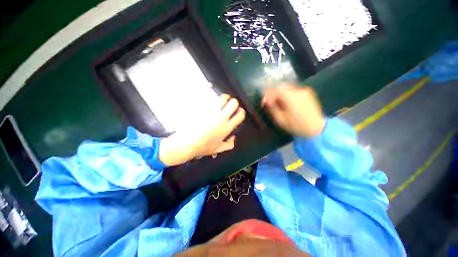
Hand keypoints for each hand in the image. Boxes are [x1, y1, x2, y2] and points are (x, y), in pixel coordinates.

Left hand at [159, 95, 245, 165]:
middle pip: (233, 103)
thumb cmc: (203, 148)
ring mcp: (210, 112)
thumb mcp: (218, 149)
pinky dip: (209, 88)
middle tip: (230, 105)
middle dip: (234, 102)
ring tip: (222, 99)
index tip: (238, 112)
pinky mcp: (201, 108)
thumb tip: (234, 137)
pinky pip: (206, 94)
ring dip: (224, 97)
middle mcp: (220, 118)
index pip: (240, 115)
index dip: (241, 112)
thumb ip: (229, 144)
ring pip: (222, 98)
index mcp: (226, 128)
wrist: (186, 144)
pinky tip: (210, 86)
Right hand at [262, 84, 324, 136]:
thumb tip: (267, 101)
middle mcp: (299, 91)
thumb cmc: (297, 127)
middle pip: (281, 86)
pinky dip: (286, 92)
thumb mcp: (281, 120)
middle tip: (268, 100)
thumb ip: (273, 108)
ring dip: (279, 92)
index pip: (276, 90)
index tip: (264, 102)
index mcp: (292, 98)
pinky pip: (293, 89)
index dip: (268, 94)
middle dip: (272, 92)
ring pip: (287, 86)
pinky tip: (284, 100)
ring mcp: (305, 90)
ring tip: (275, 100)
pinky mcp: (308, 92)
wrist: (317, 128)